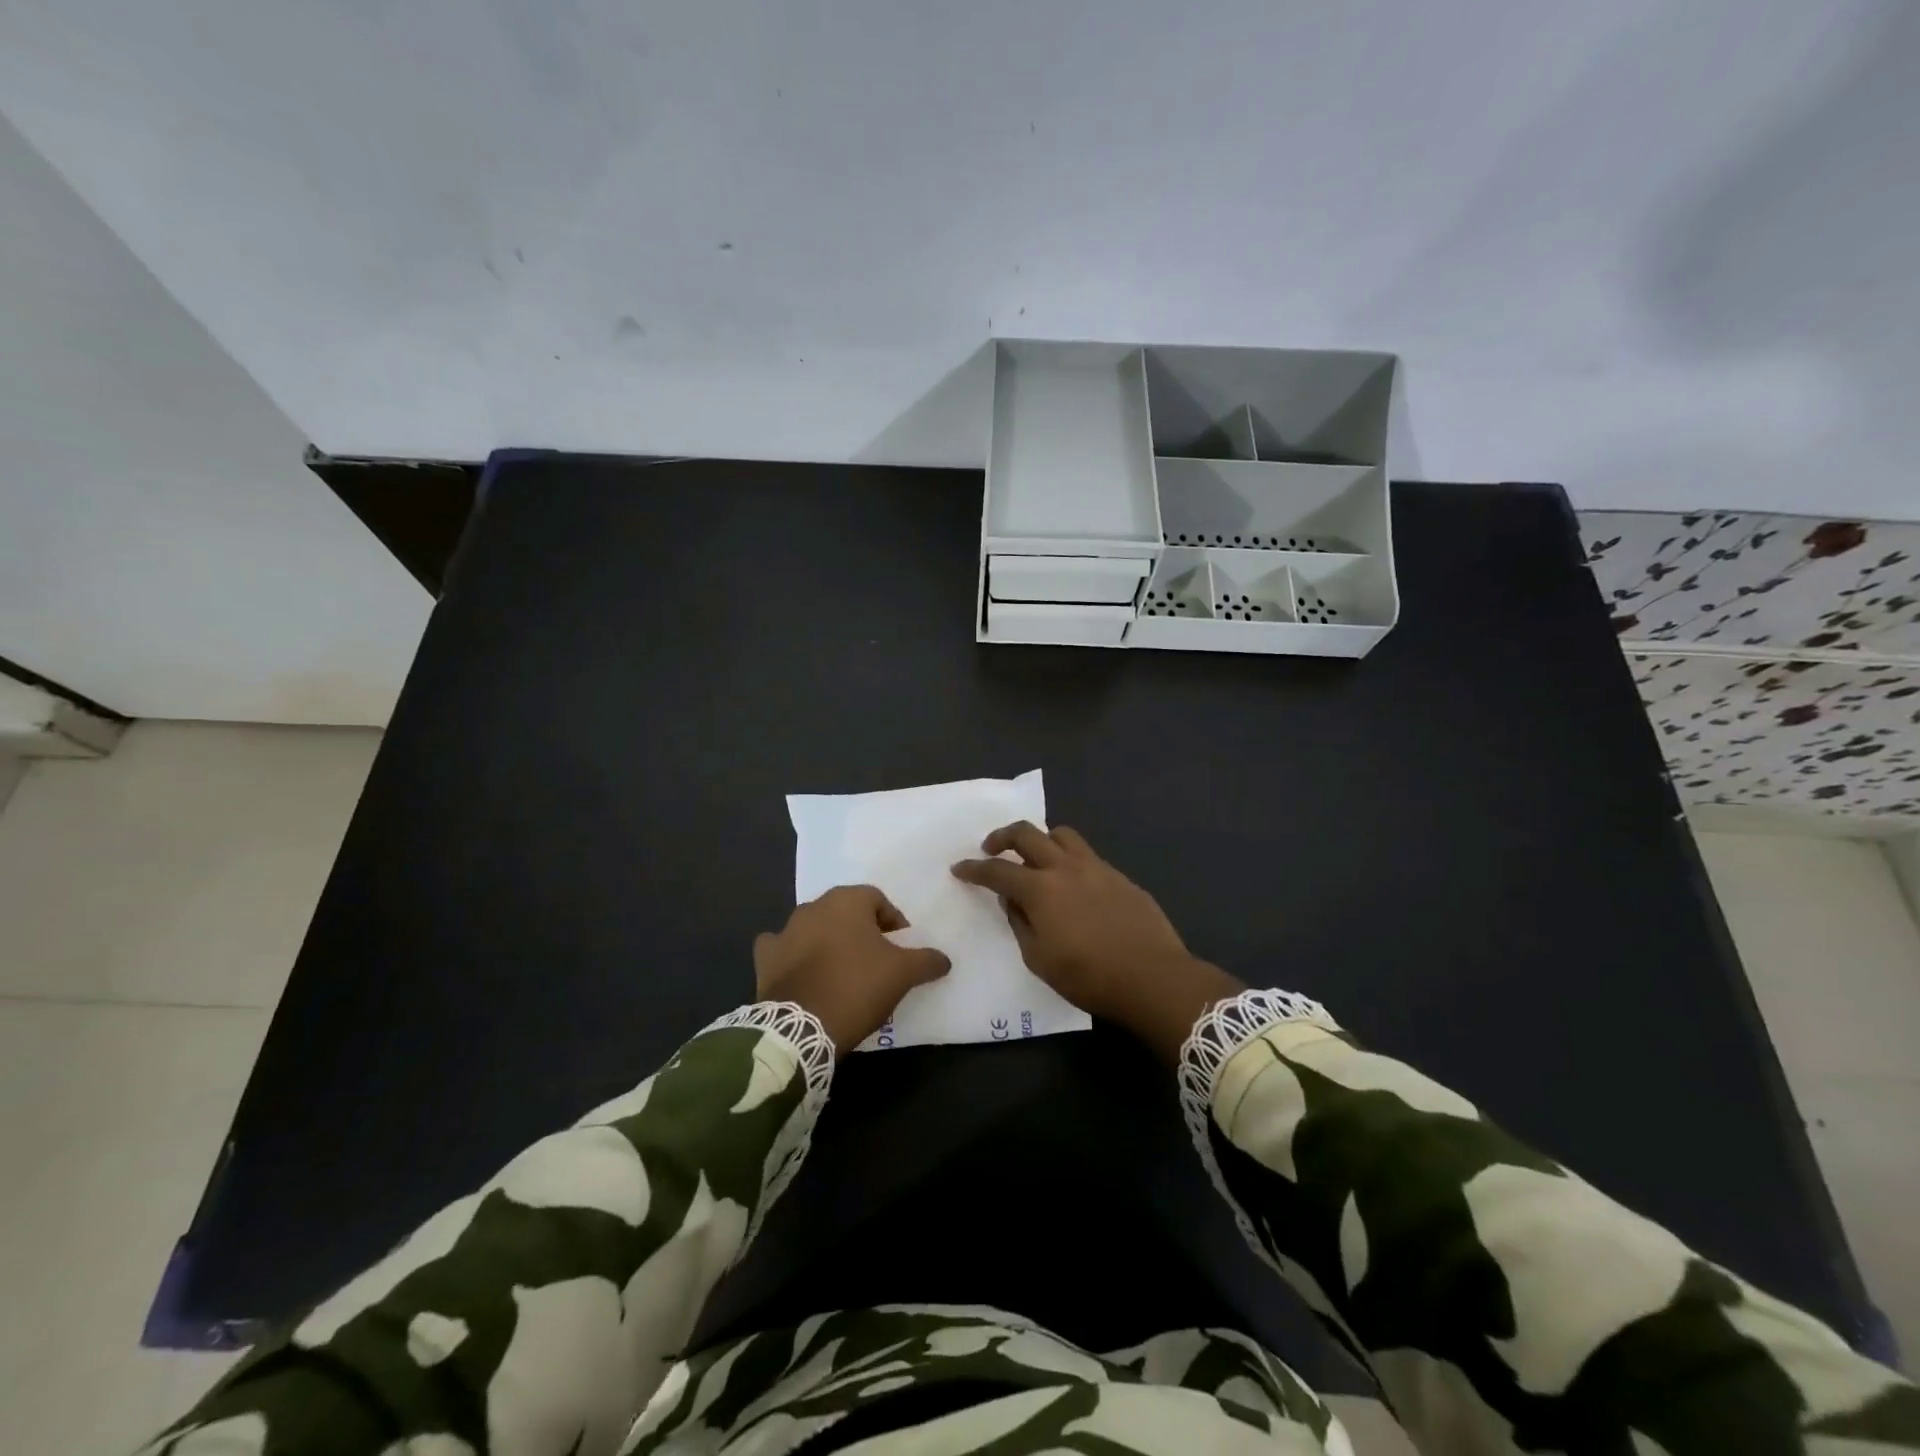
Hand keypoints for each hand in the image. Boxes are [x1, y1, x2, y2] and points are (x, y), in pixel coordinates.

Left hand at [754, 885, 950, 1054]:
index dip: (893, 922)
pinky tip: (803, 973)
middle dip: (861, 930)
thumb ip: (926, 960)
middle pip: (845, 911)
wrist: (801, 1028)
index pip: (877, 899)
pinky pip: (782, 948)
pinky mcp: (765, 958)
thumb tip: (944, 959)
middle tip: (875, 959)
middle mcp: (813, 906)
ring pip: (814, 927)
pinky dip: (792, 956)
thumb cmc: (857, 987)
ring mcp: (784, 930)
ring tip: (842, 970)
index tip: (901, 948)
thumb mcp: (903, 974)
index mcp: (847, 900)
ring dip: (828, 941)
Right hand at [950, 823, 1241, 1062]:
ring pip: (1062, 834)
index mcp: (1040, 889)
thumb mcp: (1039, 960)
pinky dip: (1069, 859)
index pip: (998, 870)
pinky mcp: (1119, 875)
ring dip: (1041, 839)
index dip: (974, 868)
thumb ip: (1021, 924)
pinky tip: (1072, 882)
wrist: (1153, 977)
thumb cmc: (1089, 977)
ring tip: (1035, 856)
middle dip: (1002, 836)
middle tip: (991, 847)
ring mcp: (1096, 867)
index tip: (960, 868)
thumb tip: (1013, 901)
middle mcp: (1065, 867)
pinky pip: (1087, 855)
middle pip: (1027, 833)